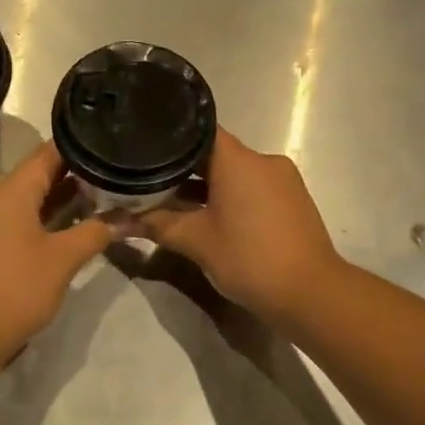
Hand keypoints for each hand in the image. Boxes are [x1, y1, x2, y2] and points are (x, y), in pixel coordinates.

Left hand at [0, 142, 114, 364]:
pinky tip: (73, 226)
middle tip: (114, 173)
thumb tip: (130, 218)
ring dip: (61, 199)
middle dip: (76, 175)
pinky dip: (44, 218)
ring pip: (28, 199)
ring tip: (103, 196)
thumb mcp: (63, 259)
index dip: (79, 147)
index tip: (110, 144)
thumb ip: (96, 232)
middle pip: (38, 175)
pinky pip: (18, 219)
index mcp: (9, 192)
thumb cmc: (16, 289)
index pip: (47, 153)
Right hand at [142, 130, 343, 324]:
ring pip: (234, 172)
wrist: (310, 293)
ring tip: (173, 202)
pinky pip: (253, 187)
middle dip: (183, 168)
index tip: (144, 146)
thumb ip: (155, 224)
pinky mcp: (292, 200)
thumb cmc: (249, 259)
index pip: (198, 130)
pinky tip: (209, 217)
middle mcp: (263, 160)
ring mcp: (282, 179)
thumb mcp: (195, 241)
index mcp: (239, 159)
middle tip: (148, 180)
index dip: (169, 137)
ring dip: (206, 186)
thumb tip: (114, 221)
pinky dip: (230, 196)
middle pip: (215, 153)